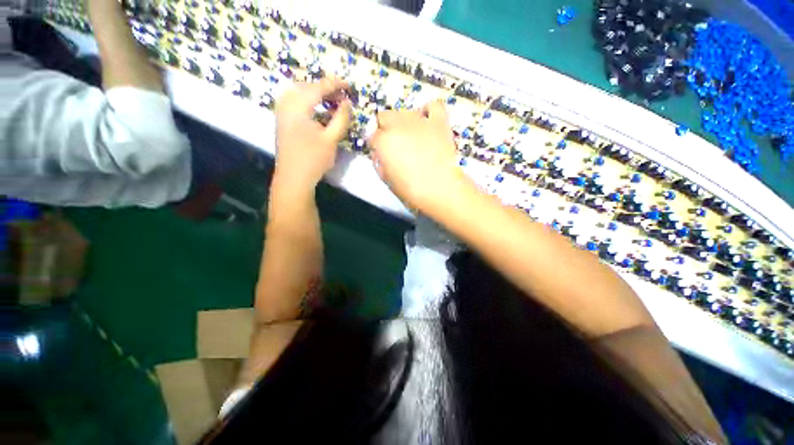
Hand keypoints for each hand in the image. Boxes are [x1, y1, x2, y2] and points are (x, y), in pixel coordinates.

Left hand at [274, 78, 351, 190]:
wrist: (293, 177)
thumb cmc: (313, 159)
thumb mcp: (331, 139)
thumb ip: (341, 118)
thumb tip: (347, 102)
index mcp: (298, 107)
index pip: (318, 88)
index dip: (335, 84)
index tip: (349, 86)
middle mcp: (286, 104)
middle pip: (306, 86)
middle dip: (325, 87)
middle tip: (341, 96)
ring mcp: (281, 112)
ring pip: (298, 92)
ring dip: (315, 93)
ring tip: (330, 101)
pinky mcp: (281, 120)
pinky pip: (293, 101)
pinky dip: (306, 100)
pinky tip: (315, 109)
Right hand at [370, 100, 469, 209]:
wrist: (440, 188)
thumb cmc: (411, 189)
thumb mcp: (386, 178)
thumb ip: (380, 162)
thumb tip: (380, 154)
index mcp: (383, 141)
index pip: (373, 135)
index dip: (376, 145)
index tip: (381, 154)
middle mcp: (398, 125)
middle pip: (385, 116)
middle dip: (386, 129)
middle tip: (395, 145)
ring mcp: (420, 121)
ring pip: (405, 111)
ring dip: (404, 122)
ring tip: (411, 137)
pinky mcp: (439, 122)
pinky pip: (433, 105)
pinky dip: (428, 111)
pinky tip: (427, 122)